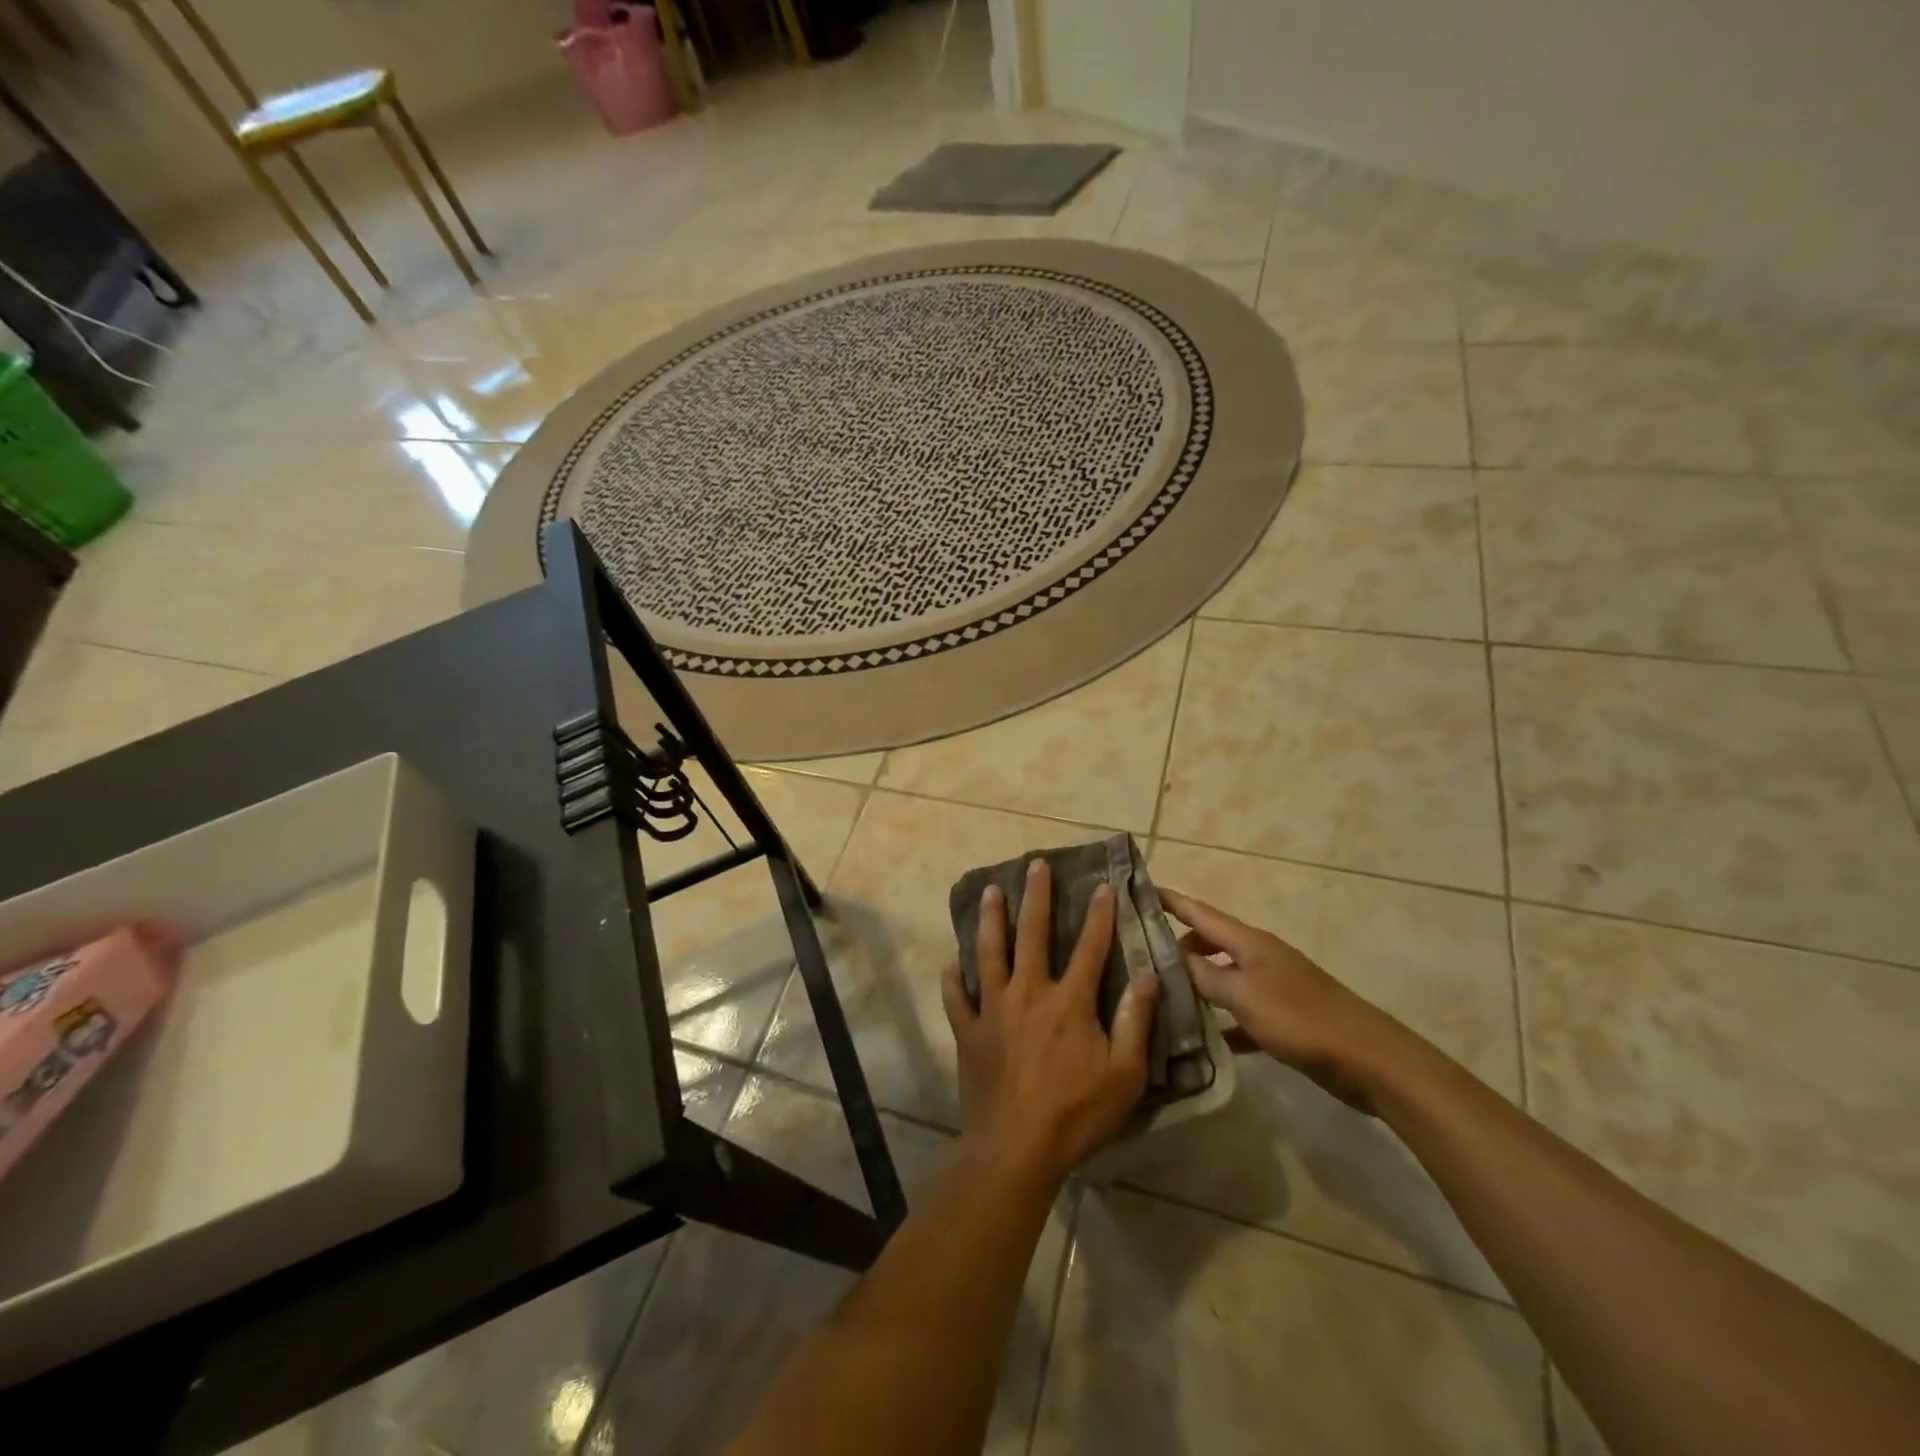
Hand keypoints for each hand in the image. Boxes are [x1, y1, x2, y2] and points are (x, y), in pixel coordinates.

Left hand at [943, 860, 1159, 1185]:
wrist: (1015, 1148)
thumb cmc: (1076, 1114)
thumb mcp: (1124, 1075)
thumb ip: (1136, 1022)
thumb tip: (1147, 975)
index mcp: (1069, 1001)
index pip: (1090, 947)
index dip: (1099, 914)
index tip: (1103, 884)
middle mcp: (1029, 992)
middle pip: (1032, 933)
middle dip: (1036, 896)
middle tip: (1035, 865)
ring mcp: (993, 1009)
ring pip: (989, 952)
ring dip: (990, 919)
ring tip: (989, 890)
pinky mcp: (969, 1031)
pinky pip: (956, 997)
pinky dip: (953, 979)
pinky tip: (951, 965)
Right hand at [1157, 888, 1408, 1115]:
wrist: (1366, 1059)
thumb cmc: (1299, 1018)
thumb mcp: (1243, 994)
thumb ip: (1205, 976)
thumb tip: (1173, 960)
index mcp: (1249, 942)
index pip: (1200, 913)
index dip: (1171, 901)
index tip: (1141, 890)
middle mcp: (1259, 957)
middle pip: (1209, 943)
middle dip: (1177, 948)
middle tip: (1142, 960)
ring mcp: (1273, 988)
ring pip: (1223, 979)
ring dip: (1197, 986)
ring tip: (1162, 999)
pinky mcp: (1283, 1019)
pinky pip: (1241, 1014)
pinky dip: (1222, 1022)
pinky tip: (1203, 1041)